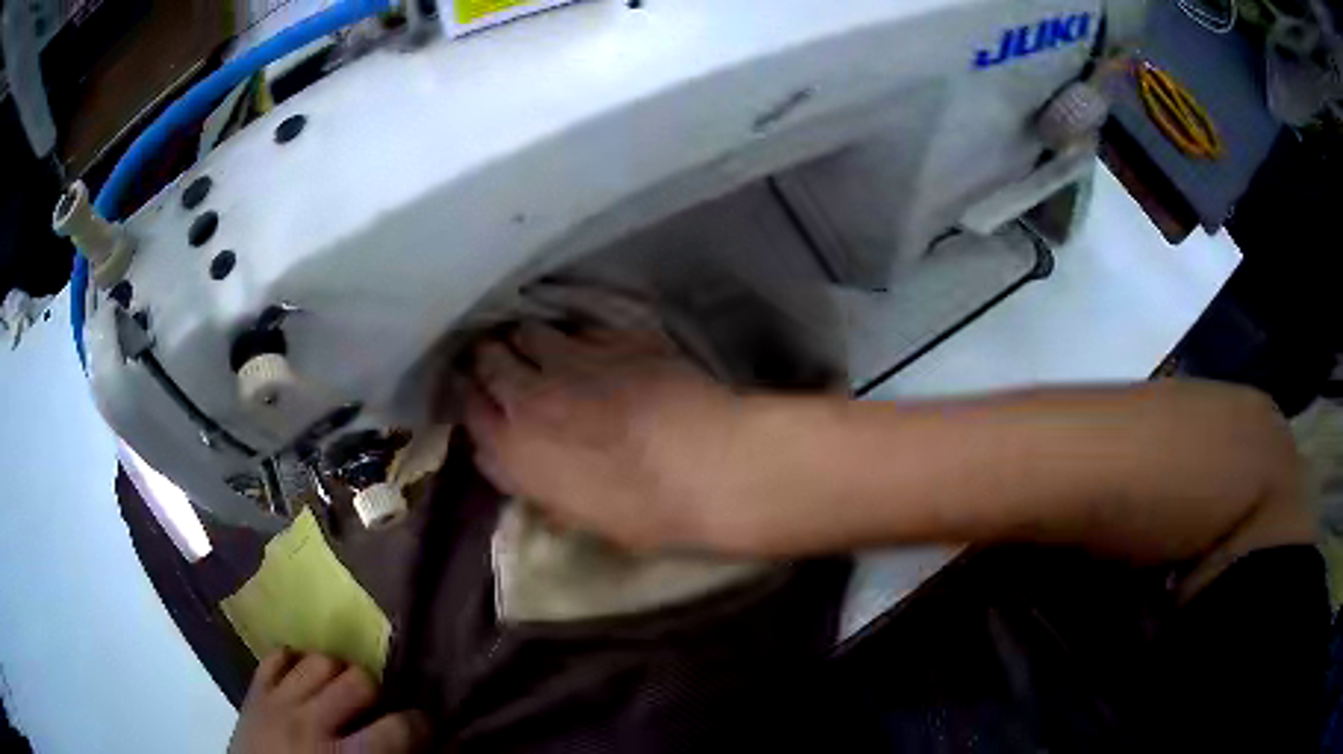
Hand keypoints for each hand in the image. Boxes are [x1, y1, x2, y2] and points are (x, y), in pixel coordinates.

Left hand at [228, 651, 425, 753]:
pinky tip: (304, 681)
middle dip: (374, 693)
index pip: (399, 728)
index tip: (421, 729)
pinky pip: (277, 656)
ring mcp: (279, 702)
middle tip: (373, 710)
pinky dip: (295, 662)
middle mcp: (313, 723)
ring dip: (336, 674)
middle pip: (359, 680)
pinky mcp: (255, 692)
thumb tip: (422, 750)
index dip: (420, 726)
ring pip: (319, 660)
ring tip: (337, 693)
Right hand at [462, 322, 749, 550]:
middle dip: (492, 360)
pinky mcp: (616, 336)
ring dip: (530, 339)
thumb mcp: (579, 514)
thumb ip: (536, 482)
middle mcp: (532, 394)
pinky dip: (578, 335)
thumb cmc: (647, 512)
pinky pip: (580, 327)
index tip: (484, 400)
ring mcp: (574, 358)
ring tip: (548, 350)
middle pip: (488, 357)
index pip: (468, 407)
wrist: (713, 467)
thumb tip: (510, 461)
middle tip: (508, 366)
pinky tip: (596, 347)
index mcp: (517, 448)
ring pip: (529, 331)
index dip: (474, 400)